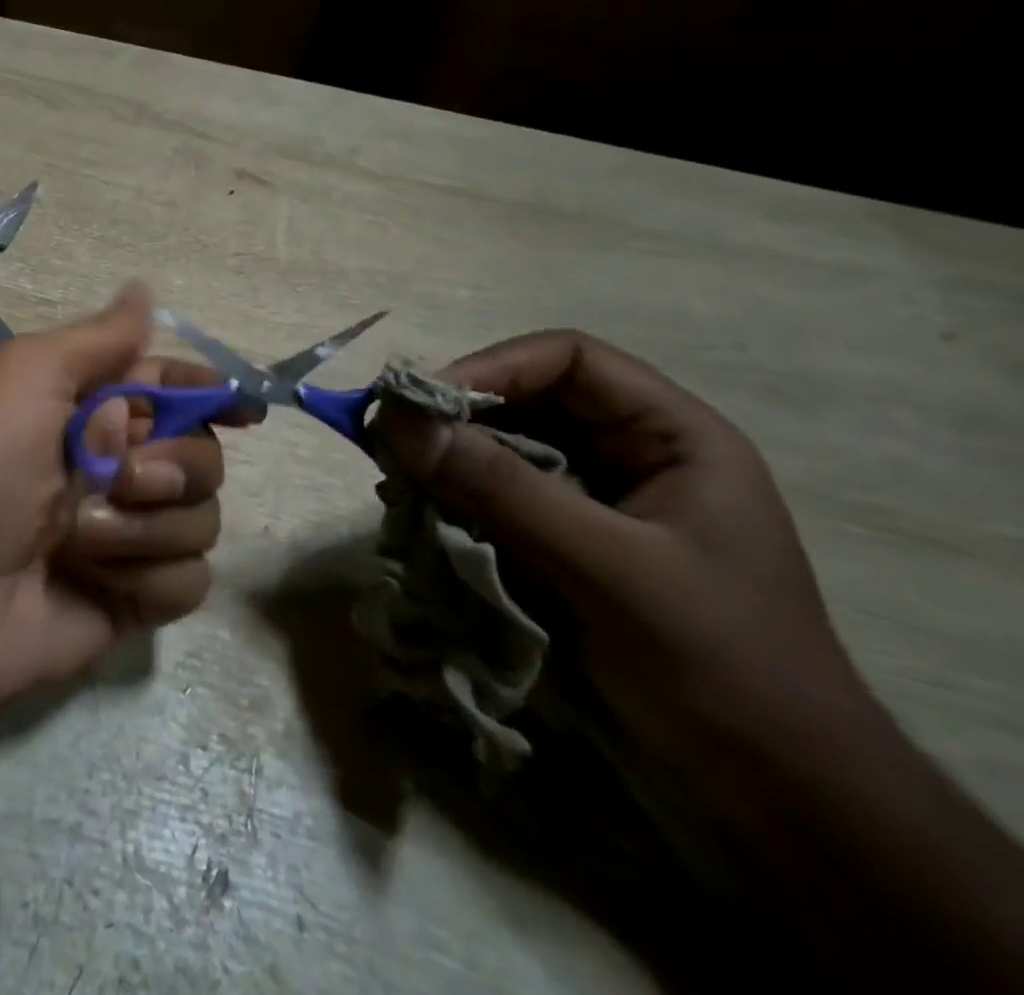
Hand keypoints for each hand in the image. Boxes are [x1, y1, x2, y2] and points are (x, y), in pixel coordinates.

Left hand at [0, 283, 248, 731]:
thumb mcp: (30, 376)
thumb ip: (100, 338)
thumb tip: (145, 290)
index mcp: (96, 411)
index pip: (175, 389)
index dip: (212, 391)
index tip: (246, 406)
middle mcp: (120, 468)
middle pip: (205, 455)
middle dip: (172, 465)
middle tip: (118, 475)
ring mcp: (130, 536)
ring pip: (204, 519)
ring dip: (147, 526)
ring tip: (80, 537)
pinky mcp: (135, 599)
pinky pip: (189, 581)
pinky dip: (148, 578)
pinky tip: (98, 580)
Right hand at [375, 330, 868, 799]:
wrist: (781, 812)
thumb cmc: (718, 672)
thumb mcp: (608, 570)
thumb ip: (502, 489)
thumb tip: (399, 420)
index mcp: (672, 437)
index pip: (568, 360)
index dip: (491, 367)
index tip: (421, 405)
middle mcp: (631, 458)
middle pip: (526, 404)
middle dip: (457, 421)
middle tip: (391, 447)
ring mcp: (598, 507)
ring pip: (503, 455)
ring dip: (448, 466)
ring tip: (398, 487)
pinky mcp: (567, 552)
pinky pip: (497, 504)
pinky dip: (455, 507)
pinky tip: (423, 523)